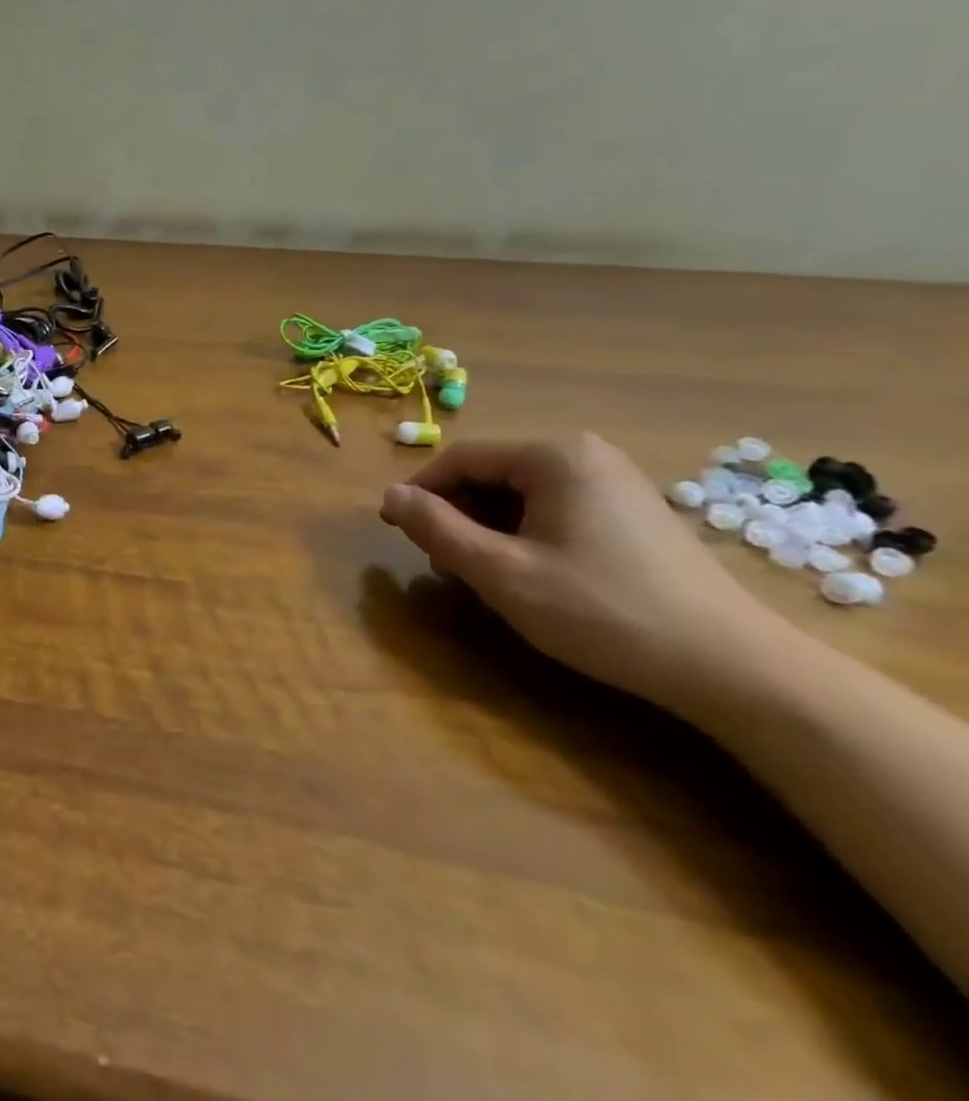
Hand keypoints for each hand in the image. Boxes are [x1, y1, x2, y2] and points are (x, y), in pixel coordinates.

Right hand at [378, 433, 800, 719]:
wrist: (733, 668)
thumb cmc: (602, 611)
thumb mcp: (501, 571)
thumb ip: (436, 528)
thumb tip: (390, 495)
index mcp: (554, 456)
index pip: (461, 458)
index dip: (420, 491)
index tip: (394, 529)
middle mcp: (586, 455)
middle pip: (492, 474)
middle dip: (457, 516)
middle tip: (442, 564)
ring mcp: (616, 483)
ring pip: (522, 495)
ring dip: (488, 529)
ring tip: (482, 576)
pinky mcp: (634, 513)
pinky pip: (556, 510)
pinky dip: (526, 535)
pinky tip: (531, 576)